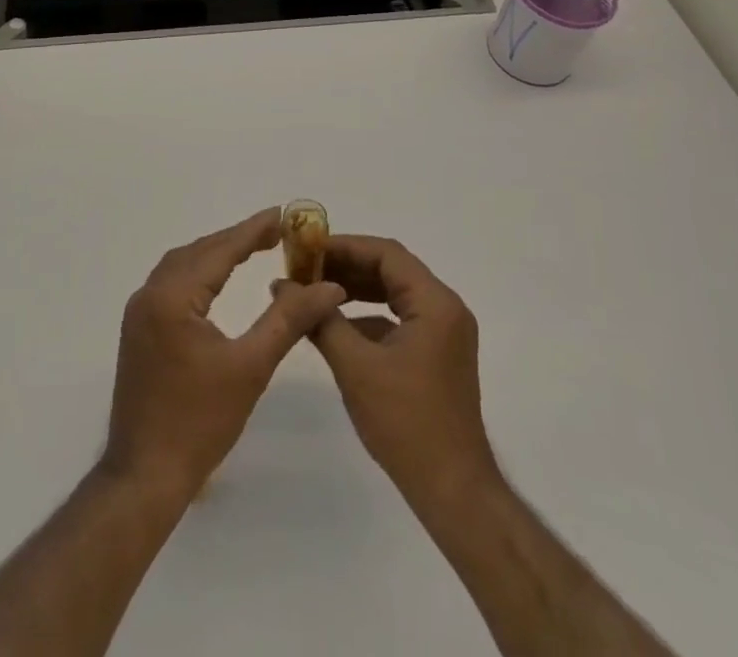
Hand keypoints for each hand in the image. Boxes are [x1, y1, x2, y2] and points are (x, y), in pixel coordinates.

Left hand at [102, 208, 346, 500]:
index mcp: (172, 297)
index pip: (219, 250)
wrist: (144, 477)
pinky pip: (172, 284)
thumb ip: (288, 320)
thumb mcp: (250, 367)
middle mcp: (149, 294)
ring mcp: (139, 313)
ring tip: (252, 248)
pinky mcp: (138, 331)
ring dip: (216, 253)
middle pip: (199, 252)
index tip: (282, 214)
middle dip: (237, 238)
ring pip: (182, 266)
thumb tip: (328, 287)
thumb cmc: (199, 423)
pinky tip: (218, 281)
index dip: (253, 230)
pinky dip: (199, 273)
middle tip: (276, 231)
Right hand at [310, 235, 500, 503]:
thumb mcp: (355, 367)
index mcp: (435, 303)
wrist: (453, 491)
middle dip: (346, 267)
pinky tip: (337, 327)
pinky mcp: (438, 355)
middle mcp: (445, 309)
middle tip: (304, 270)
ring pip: (394, 294)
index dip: (344, 246)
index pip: (386, 254)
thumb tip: (283, 286)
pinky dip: (369, 316)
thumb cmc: (406, 423)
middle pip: (391, 270)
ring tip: (314, 292)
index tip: (307, 251)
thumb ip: (321, 320)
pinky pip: (400, 319)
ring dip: (356, 290)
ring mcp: (444, 333)